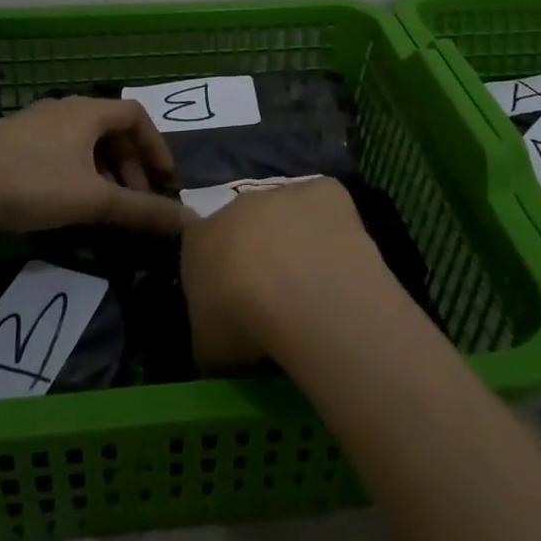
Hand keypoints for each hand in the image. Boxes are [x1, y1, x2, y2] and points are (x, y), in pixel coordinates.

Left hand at [0, 96, 185, 238]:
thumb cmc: (29, 184)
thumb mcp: (91, 201)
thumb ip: (141, 212)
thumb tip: (190, 223)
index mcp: (87, 111)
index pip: (136, 115)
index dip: (156, 146)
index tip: (165, 180)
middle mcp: (63, 108)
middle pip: (111, 129)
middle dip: (130, 164)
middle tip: (136, 201)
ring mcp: (34, 122)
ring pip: (83, 141)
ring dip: (104, 170)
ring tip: (104, 206)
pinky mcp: (10, 141)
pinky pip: (59, 149)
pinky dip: (77, 171)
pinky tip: (66, 201)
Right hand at [180, 176, 391, 372]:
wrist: (300, 289)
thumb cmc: (243, 321)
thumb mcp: (209, 350)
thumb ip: (208, 339)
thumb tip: (219, 345)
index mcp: (198, 240)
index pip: (198, 246)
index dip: (216, 273)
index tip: (231, 303)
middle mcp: (237, 206)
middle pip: (244, 226)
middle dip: (256, 254)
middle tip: (275, 297)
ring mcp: (283, 193)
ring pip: (286, 214)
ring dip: (295, 240)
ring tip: (314, 286)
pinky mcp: (325, 190)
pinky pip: (325, 206)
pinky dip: (331, 227)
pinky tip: (342, 260)